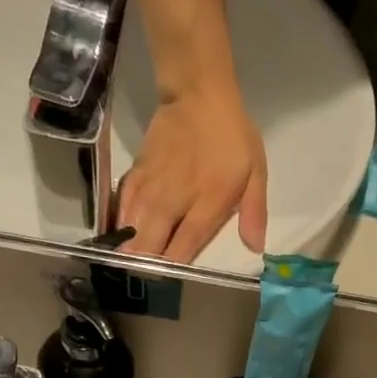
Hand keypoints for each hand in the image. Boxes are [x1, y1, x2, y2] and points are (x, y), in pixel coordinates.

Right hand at [119, 86, 268, 262]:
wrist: (197, 94)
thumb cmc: (232, 136)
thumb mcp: (256, 173)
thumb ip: (253, 213)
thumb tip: (255, 248)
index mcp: (206, 204)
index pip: (184, 247)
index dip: (174, 269)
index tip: (169, 284)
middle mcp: (173, 201)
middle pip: (150, 244)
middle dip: (146, 266)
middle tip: (145, 279)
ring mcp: (150, 188)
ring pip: (131, 229)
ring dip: (129, 249)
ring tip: (127, 267)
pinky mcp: (135, 175)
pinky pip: (122, 207)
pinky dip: (120, 224)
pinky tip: (120, 237)